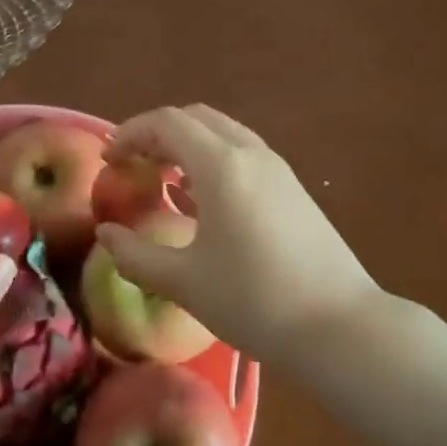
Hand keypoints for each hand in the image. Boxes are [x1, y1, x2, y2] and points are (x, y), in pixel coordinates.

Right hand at [96, 105, 382, 362]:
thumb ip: (136, 255)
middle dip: (158, 134)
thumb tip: (106, 235)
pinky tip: (200, 199)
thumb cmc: (255, 301)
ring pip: (223, 134)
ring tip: (161, 179)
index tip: (108, 160)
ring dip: (188, 145)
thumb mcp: (185, 282)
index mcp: (222, 165)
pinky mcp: (293, 189)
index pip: (167, 122)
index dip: (130, 133)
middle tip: (132, 165)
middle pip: (196, 119)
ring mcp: (278, 169)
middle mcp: (251, 153)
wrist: (340, 326)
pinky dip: (213, 161)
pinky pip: (244, 155)